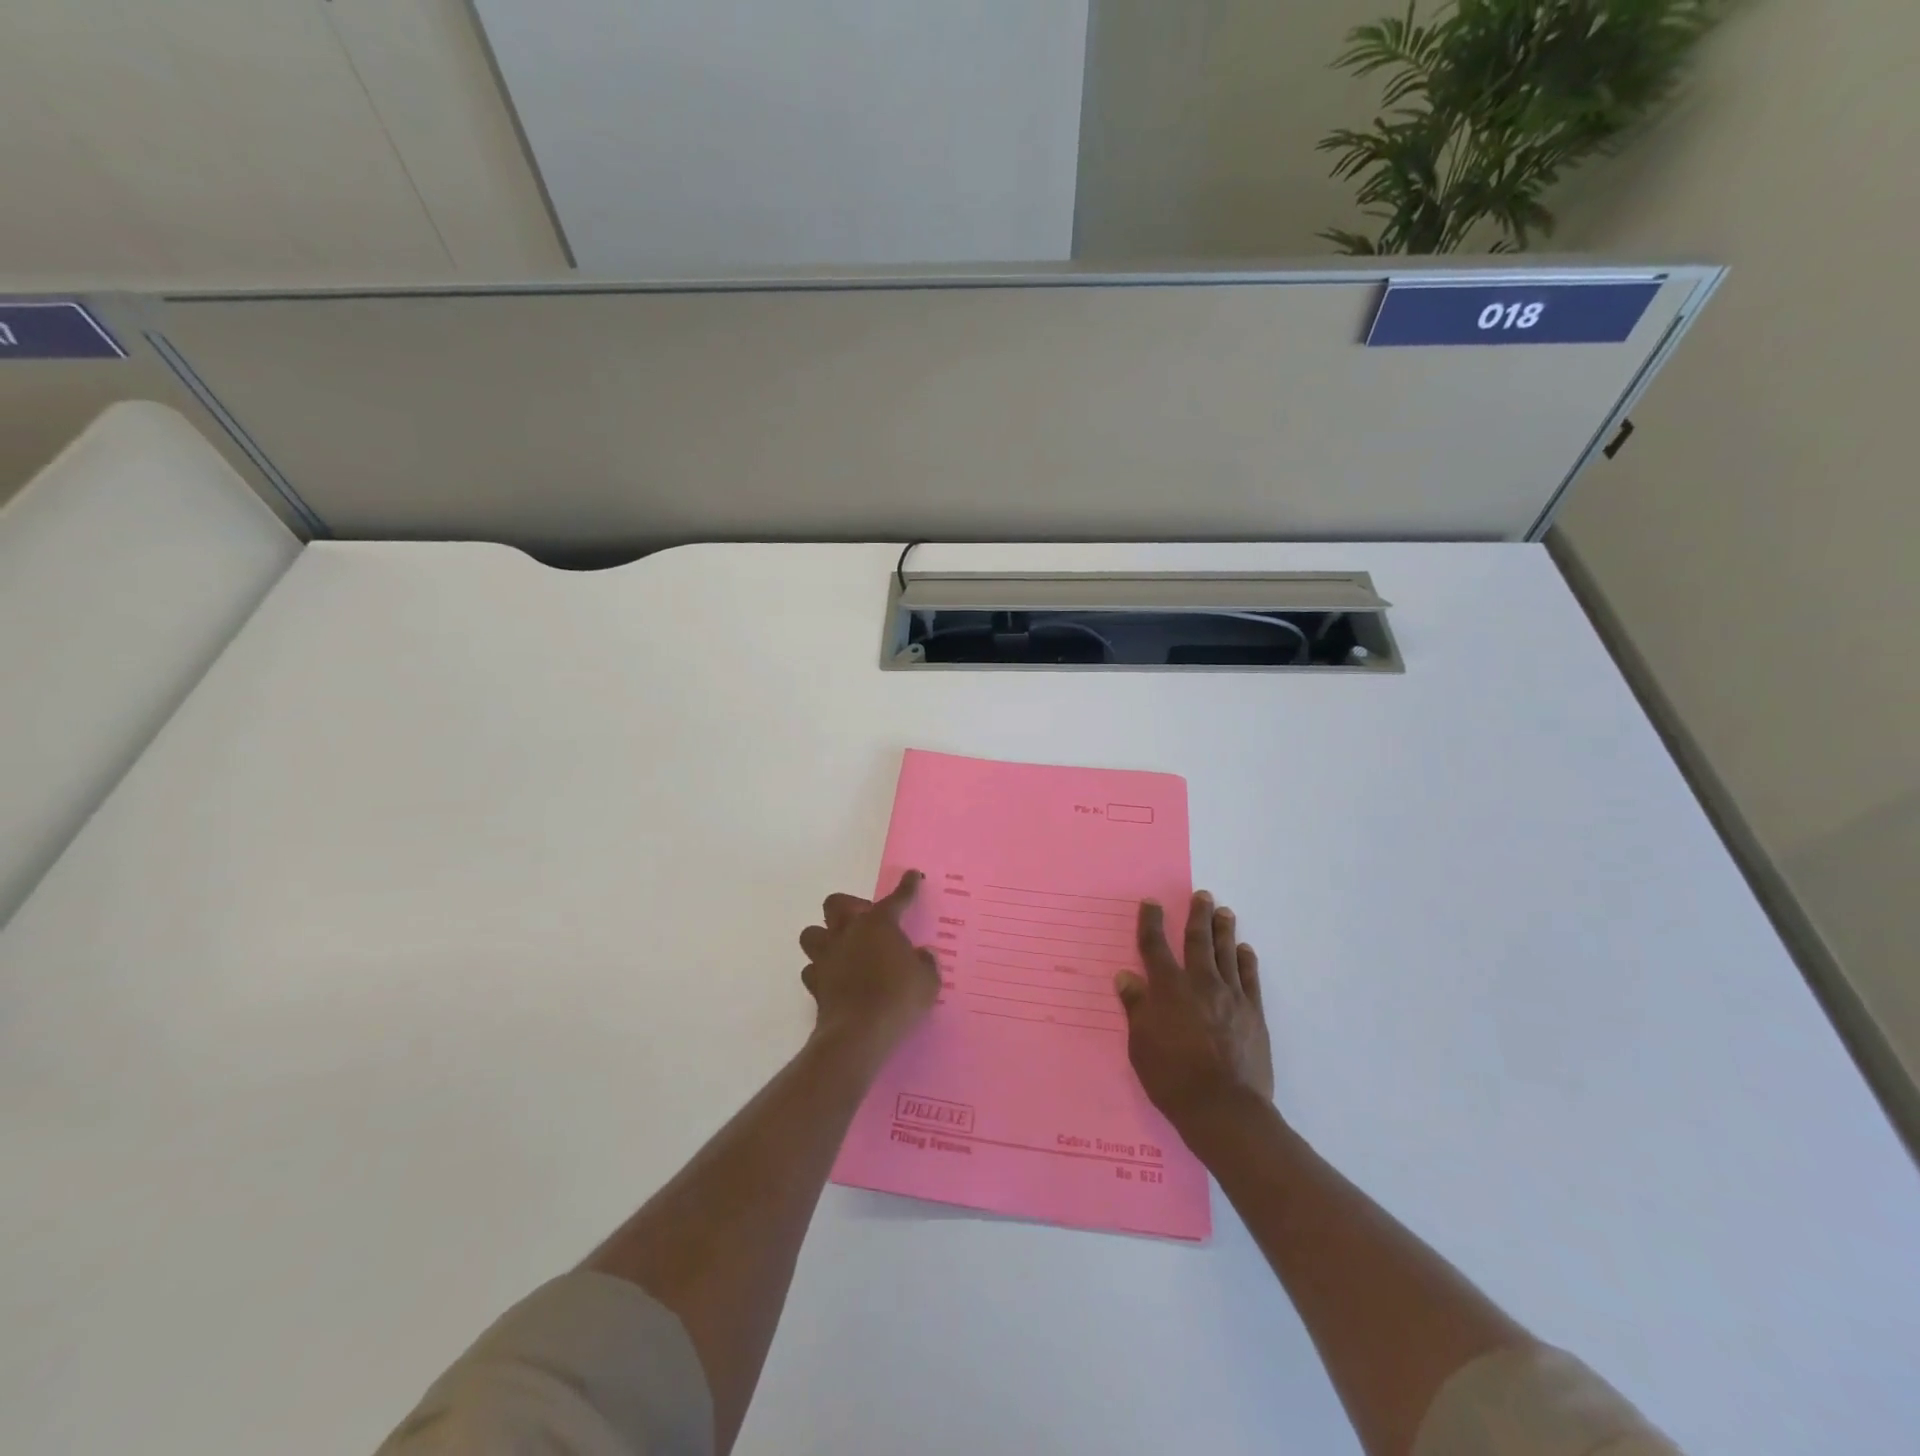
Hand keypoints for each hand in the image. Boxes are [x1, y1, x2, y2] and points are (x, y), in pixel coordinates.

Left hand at [798, 871, 940, 1053]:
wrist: (860, 1033)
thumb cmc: (899, 999)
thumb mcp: (927, 981)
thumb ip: (926, 963)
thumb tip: (923, 955)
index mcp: (879, 924)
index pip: (896, 898)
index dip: (907, 886)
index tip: (911, 876)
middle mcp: (848, 932)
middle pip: (836, 903)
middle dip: (849, 906)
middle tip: (865, 921)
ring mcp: (827, 956)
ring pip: (812, 933)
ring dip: (825, 937)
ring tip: (842, 949)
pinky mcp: (815, 983)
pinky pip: (811, 969)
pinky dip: (821, 971)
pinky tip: (833, 978)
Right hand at [1115, 892, 1273, 1129]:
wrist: (1224, 1108)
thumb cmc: (1172, 1078)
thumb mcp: (1140, 1044)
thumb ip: (1136, 1007)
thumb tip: (1126, 976)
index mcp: (1168, 989)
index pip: (1155, 947)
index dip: (1152, 923)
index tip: (1152, 903)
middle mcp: (1200, 983)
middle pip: (1198, 941)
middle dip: (1197, 915)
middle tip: (1202, 895)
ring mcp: (1231, 997)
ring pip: (1226, 953)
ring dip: (1224, 930)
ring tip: (1224, 911)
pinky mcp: (1253, 1014)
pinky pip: (1250, 978)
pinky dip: (1246, 961)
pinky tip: (1245, 950)